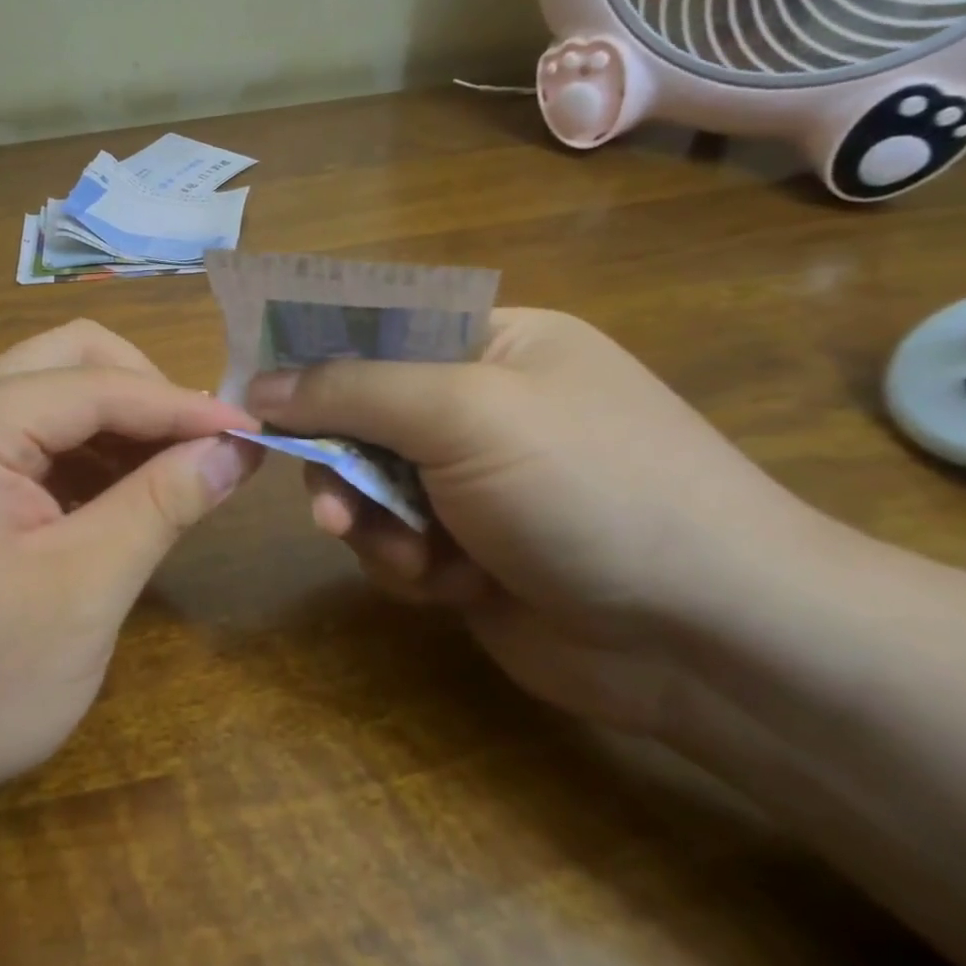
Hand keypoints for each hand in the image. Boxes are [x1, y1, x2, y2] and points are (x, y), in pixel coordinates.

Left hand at [0, 321, 258, 829]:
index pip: (95, 383)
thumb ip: (161, 505)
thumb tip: (234, 449)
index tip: (252, 432)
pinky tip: (116, 500)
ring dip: (115, 424)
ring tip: (172, 476)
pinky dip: (79, 457)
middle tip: (201, 448)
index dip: (181, 404)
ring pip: (45, 396)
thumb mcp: (81, 593)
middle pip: (64, 360)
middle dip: (143, 394)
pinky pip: (23, 441)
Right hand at [245, 309, 834, 734]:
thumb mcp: (464, 412)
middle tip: (326, 496)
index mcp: (490, 344)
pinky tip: (439, 582)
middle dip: (339, 458)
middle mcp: (477, 407)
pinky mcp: (466, 551)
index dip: (311, 351)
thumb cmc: (589, 487)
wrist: (711, 639)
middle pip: (359, 413)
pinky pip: (391, 540)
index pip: (375, 326)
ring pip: (367, 484)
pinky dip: (402, 561)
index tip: (253, 384)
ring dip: (369, 518)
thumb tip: (259, 385)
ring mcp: (471, 483)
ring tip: (401, 551)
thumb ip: (352, 389)